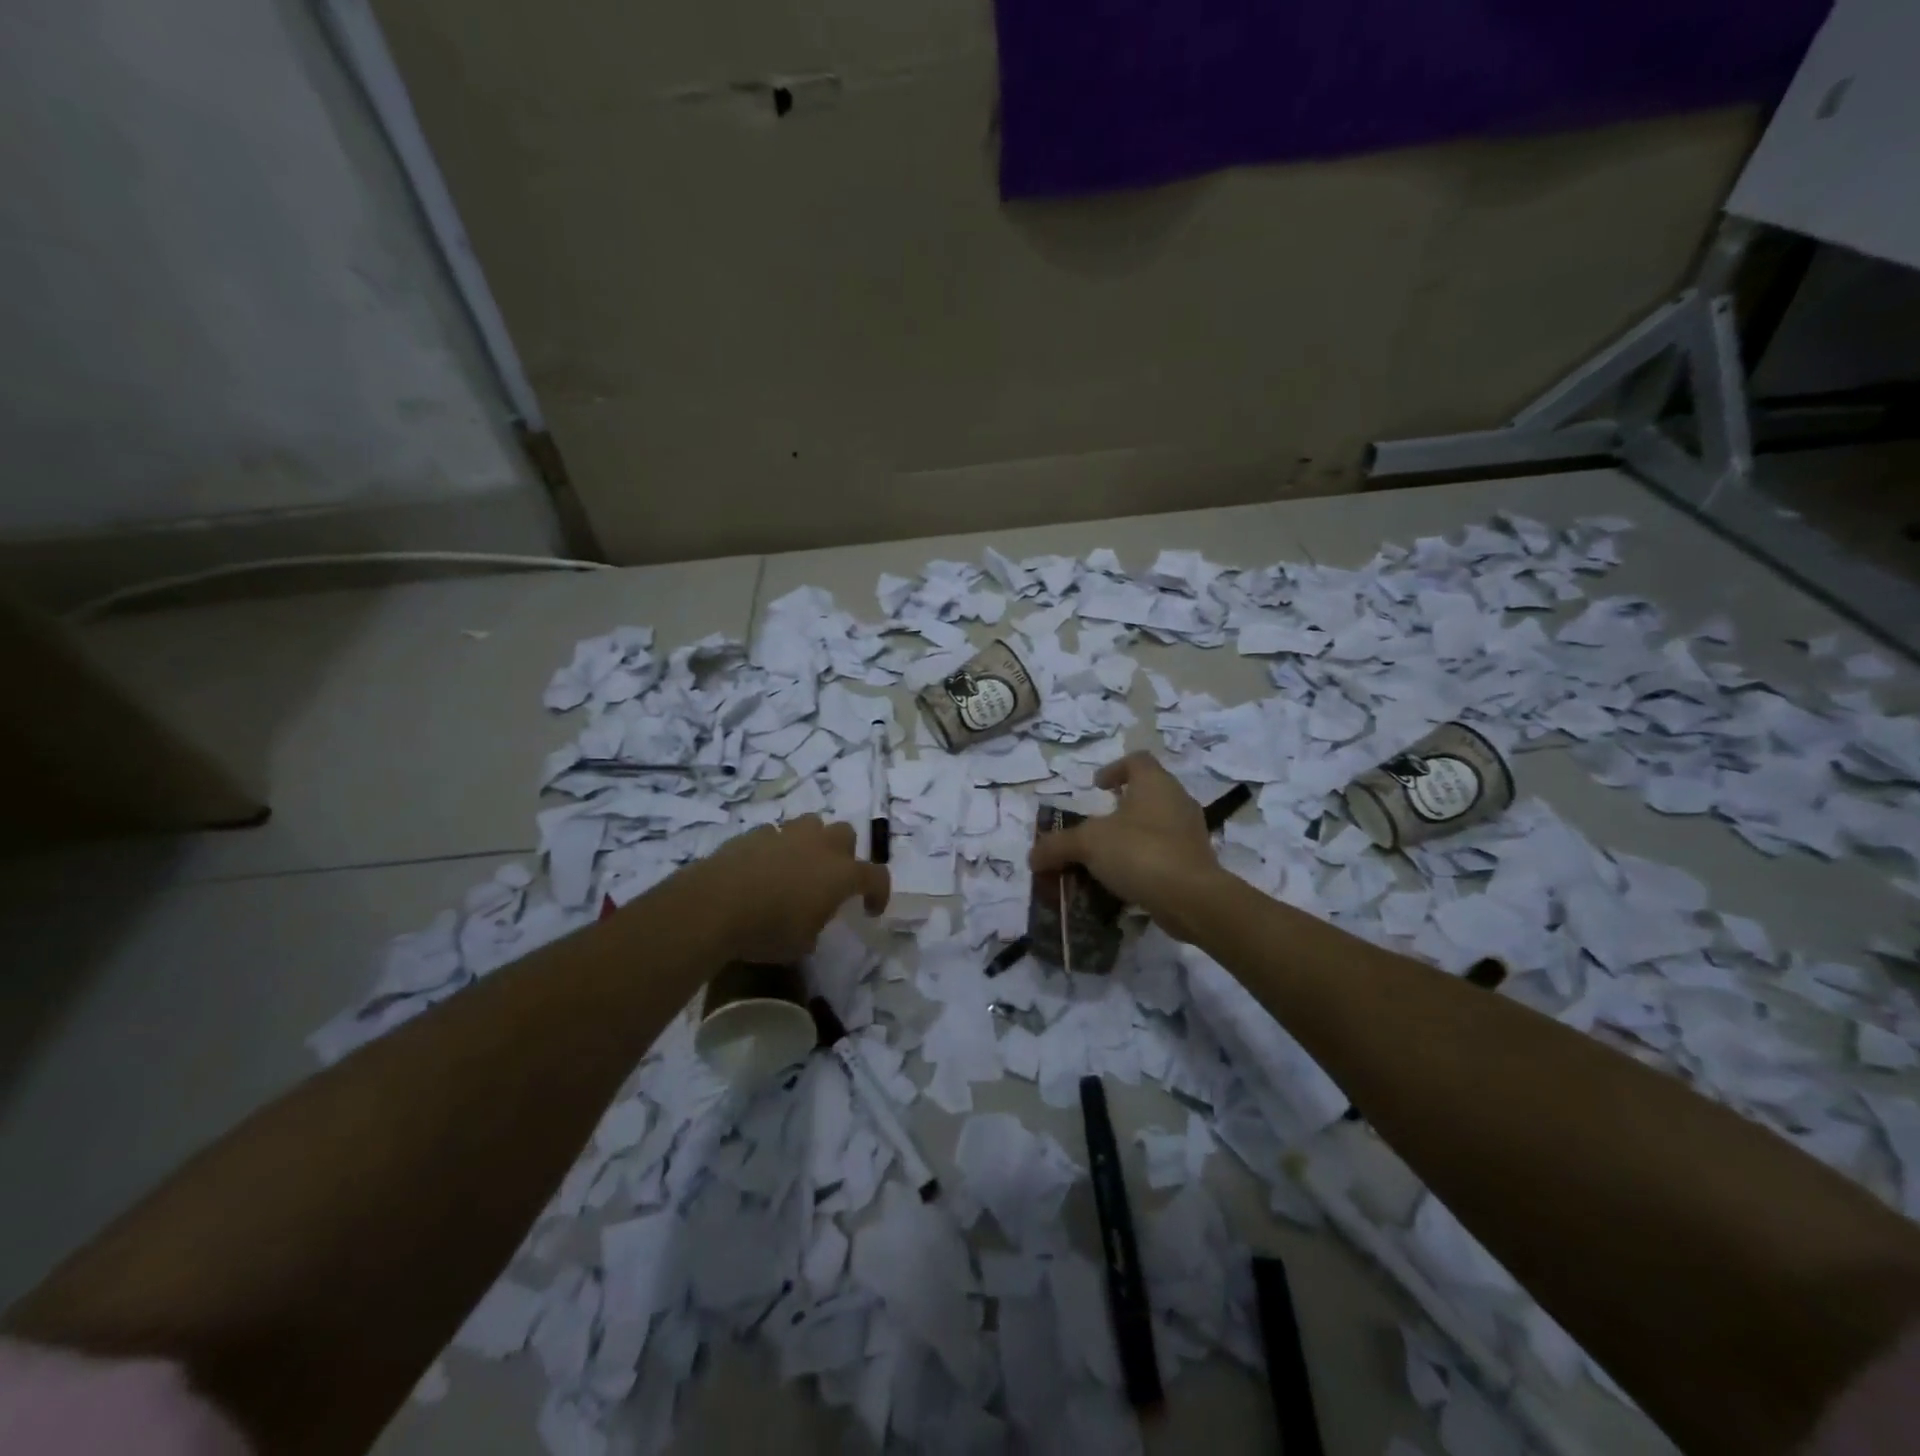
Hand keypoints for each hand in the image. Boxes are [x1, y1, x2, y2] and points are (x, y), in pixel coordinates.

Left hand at [696, 816, 889, 963]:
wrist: (716, 905)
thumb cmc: (768, 930)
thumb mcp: (801, 944)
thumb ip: (815, 927)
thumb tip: (809, 922)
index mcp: (841, 874)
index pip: (876, 876)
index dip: (879, 893)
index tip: (869, 910)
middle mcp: (820, 846)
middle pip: (846, 834)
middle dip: (844, 854)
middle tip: (831, 878)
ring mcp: (787, 834)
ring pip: (812, 824)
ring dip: (812, 841)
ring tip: (798, 865)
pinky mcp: (755, 833)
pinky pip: (774, 834)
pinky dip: (775, 847)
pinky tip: (763, 867)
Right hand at [1029, 752, 1223, 942]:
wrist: (1192, 898)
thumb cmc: (1140, 852)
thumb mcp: (1088, 844)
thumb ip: (1057, 846)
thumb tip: (1032, 856)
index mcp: (1155, 783)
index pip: (1136, 760)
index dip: (1114, 769)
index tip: (1096, 787)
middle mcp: (1177, 800)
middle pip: (1146, 793)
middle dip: (1119, 809)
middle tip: (1096, 827)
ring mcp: (1190, 832)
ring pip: (1156, 825)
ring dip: (1131, 837)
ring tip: (1106, 858)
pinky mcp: (1196, 861)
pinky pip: (1165, 853)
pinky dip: (1145, 861)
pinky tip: (1125, 881)